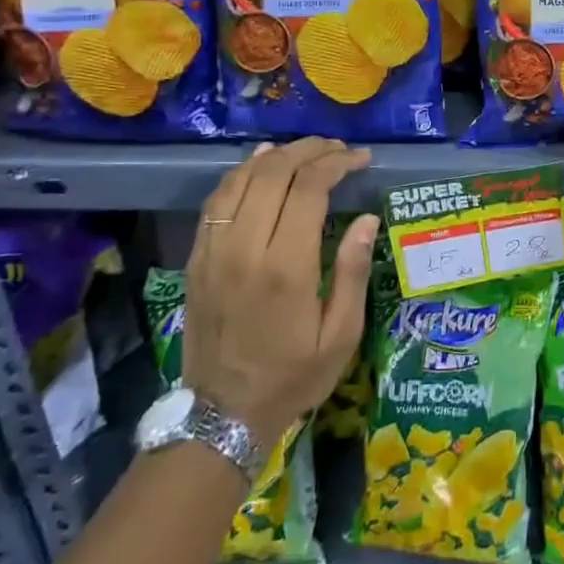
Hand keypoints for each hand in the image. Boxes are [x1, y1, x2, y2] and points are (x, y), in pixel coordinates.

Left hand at [182, 139, 377, 453]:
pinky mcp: (197, 260)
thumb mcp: (340, 335)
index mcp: (286, 267)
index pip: (308, 189)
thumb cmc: (292, 376)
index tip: (361, 158)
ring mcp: (214, 252)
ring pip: (240, 180)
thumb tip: (367, 219)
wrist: (221, 415)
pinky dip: (240, 174)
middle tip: (338, 149)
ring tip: (305, 149)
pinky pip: (216, 202)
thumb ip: (352, 272)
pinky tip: (260, 164)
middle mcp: (245, 249)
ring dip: (275, 156)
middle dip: (309, 151)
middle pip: (273, 174)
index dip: (336, 164)